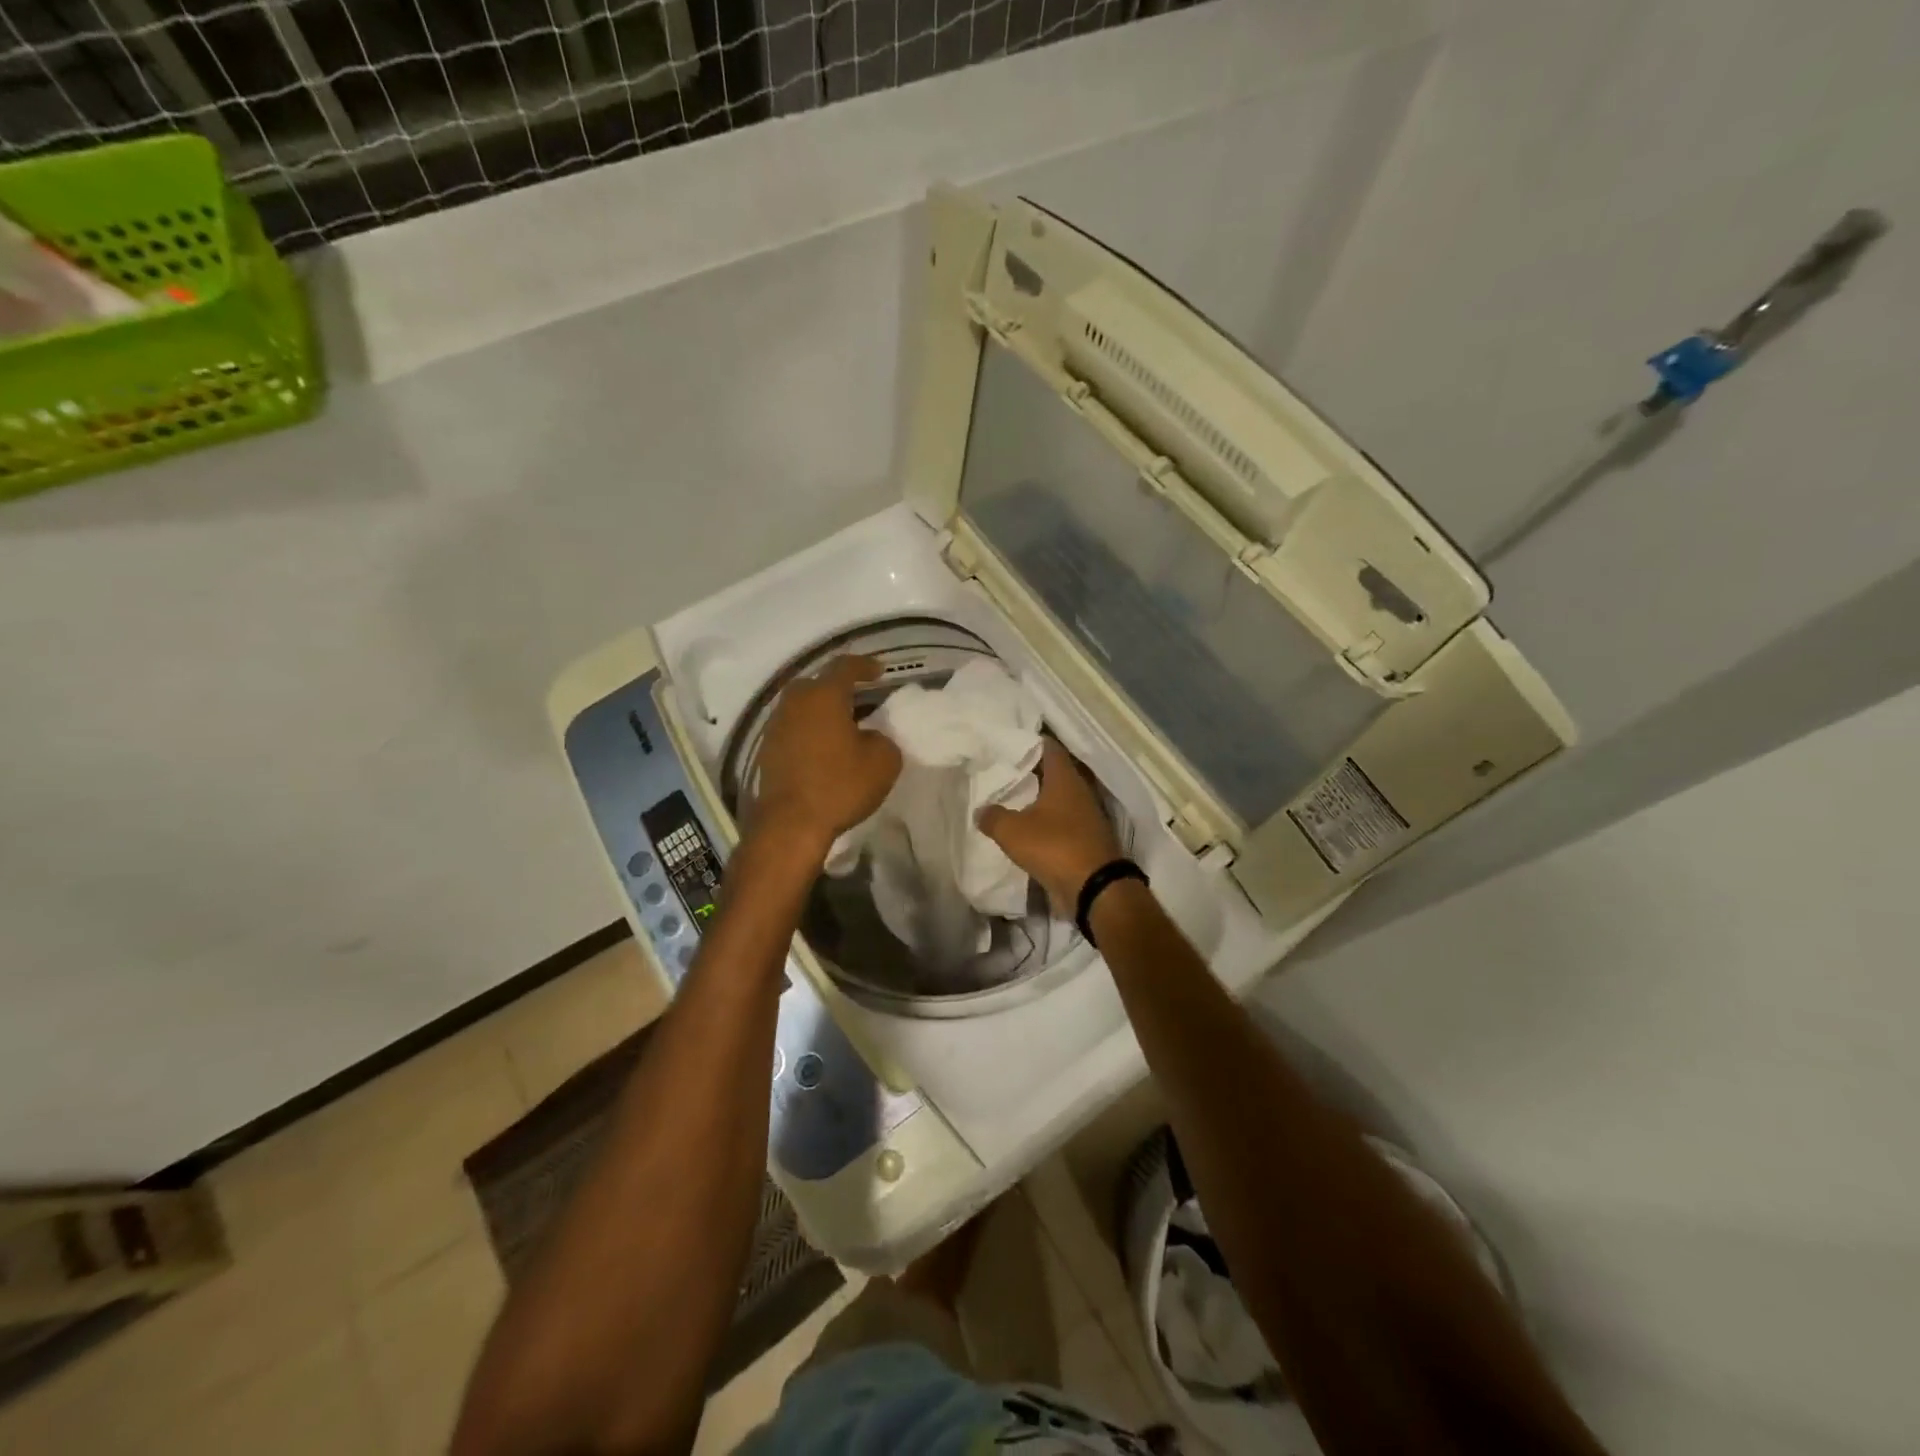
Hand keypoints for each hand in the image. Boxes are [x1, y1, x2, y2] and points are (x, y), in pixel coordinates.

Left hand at [752, 655, 900, 850]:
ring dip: (823, 711)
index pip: (845, 667)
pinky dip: (810, 731)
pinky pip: (793, 728)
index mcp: (824, 695)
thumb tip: (870, 737)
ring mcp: (776, 725)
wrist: (790, 824)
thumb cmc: (840, 785)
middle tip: (861, 699)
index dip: (865, 666)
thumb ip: (883, 739)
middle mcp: (795, 702)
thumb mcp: (883, 761)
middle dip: (840, 688)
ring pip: (803, 706)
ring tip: (844, 726)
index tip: (879, 671)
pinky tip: (825, 748)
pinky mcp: (766, 749)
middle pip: (818, 684)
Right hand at [977, 739, 1122, 914]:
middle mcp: (1079, 791)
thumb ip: (993, 817)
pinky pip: (1063, 822)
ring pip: (1059, 799)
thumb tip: (981, 810)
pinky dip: (1047, 822)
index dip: (1031, 742)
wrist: (1095, 888)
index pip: (1050, 748)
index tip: (1009, 742)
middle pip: (1054, 773)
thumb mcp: (1013, 831)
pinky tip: (1028, 828)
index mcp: (1065, 779)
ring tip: (1011, 799)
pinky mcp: (1087, 839)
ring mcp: (1086, 816)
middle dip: (1031, 771)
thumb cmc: (1054, 847)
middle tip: (1004, 771)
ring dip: (1039, 799)